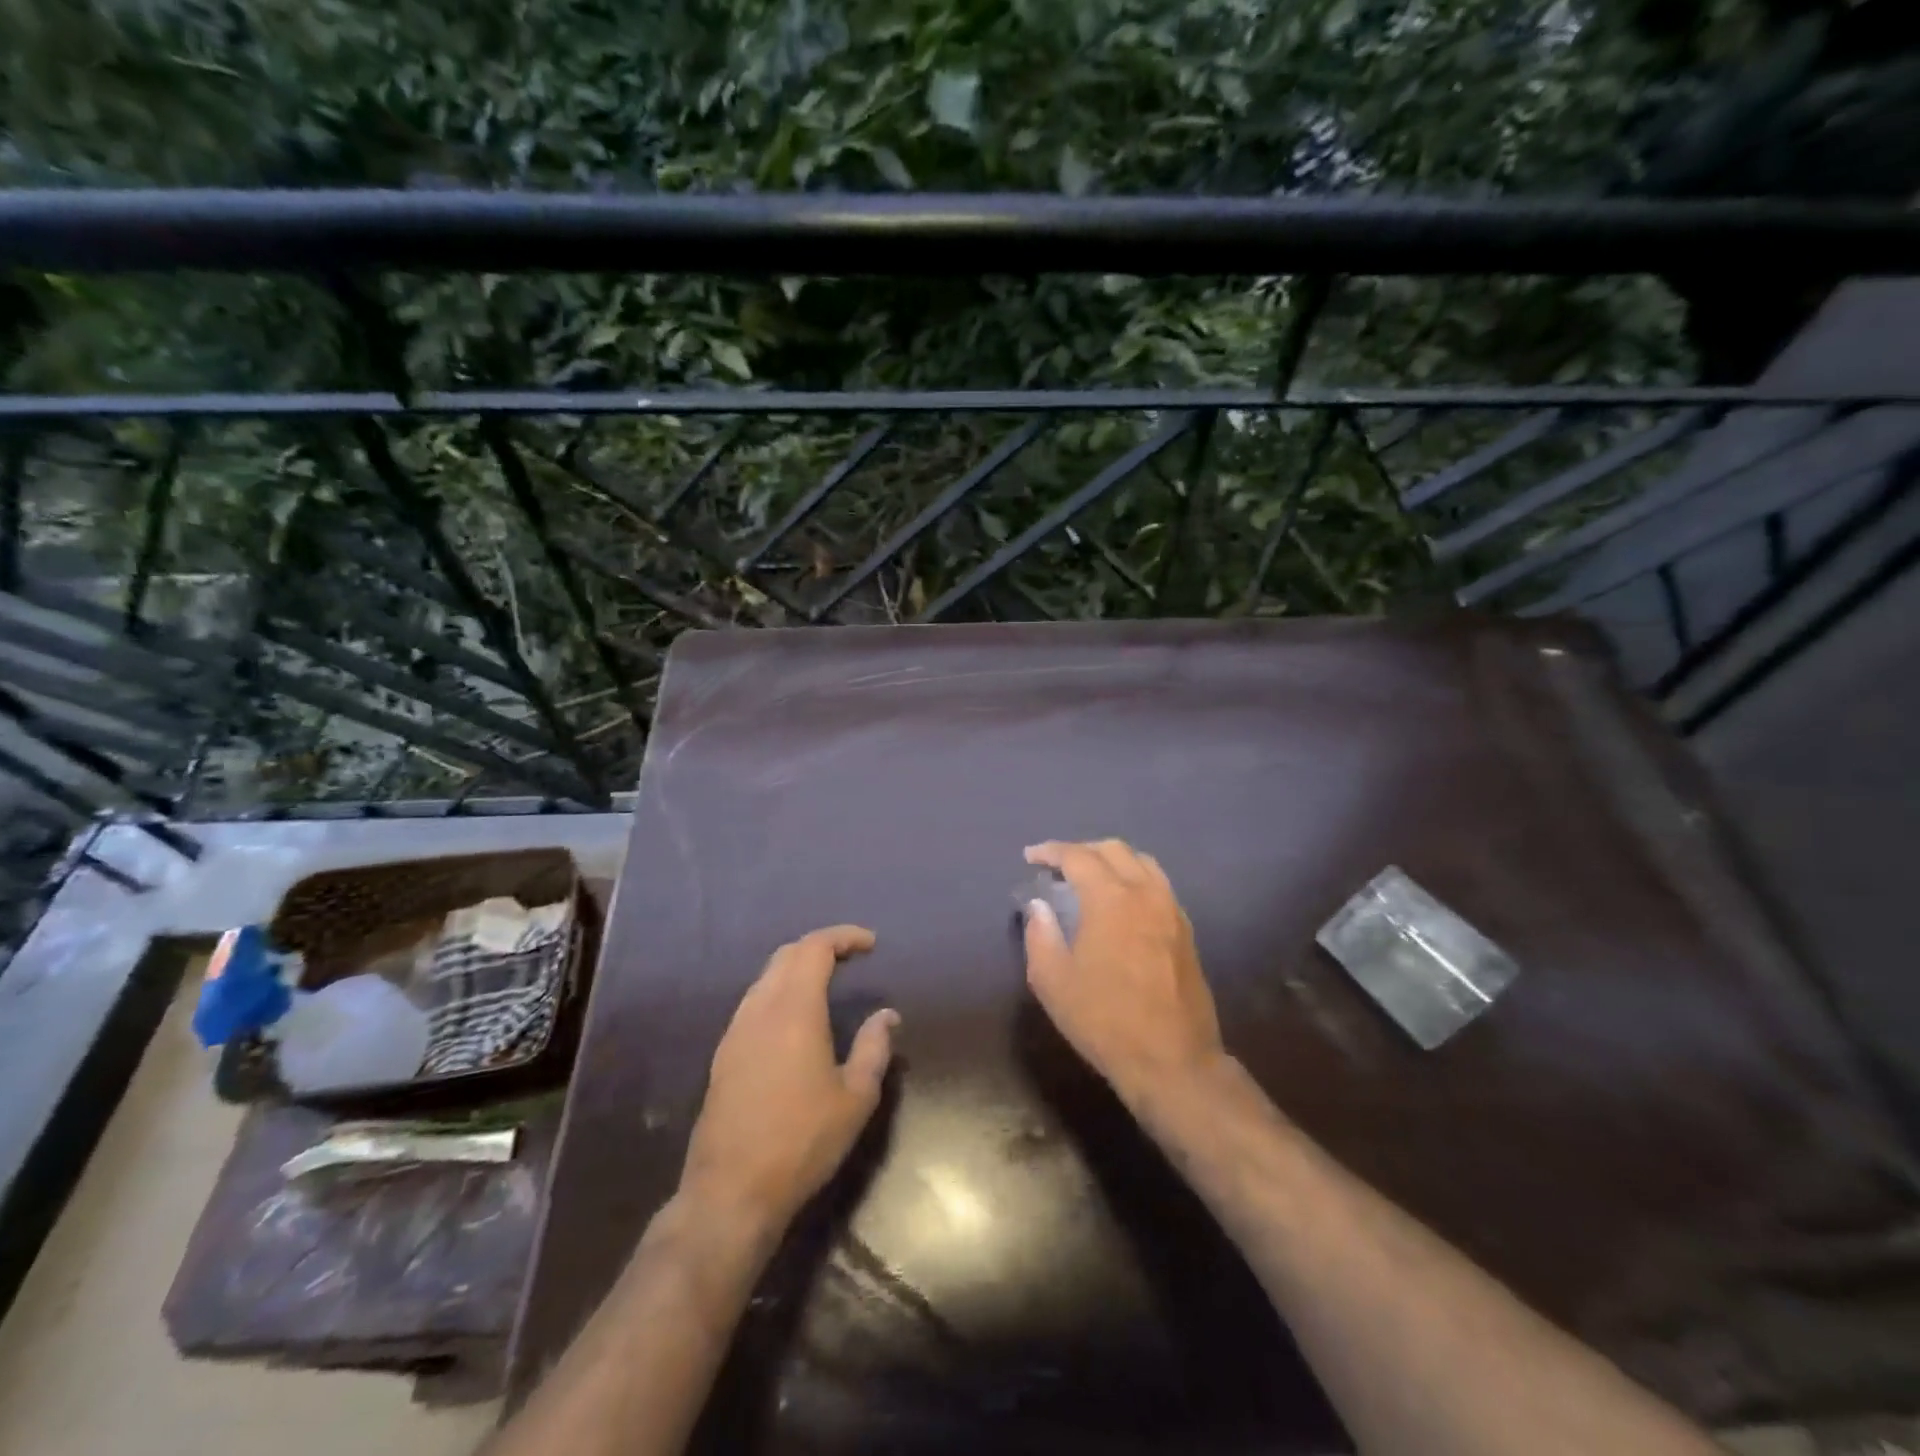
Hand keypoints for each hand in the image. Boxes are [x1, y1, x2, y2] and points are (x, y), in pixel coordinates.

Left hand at [680, 925, 897, 1228]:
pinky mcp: (723, 1054)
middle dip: (821, 946)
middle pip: (787, 955)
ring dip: (797, 967)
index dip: (844, 937)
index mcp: (794, 1010)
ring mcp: (736, 1031)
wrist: (731, 1192)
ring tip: (827, 981)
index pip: (815, 948)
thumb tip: (886, 1015)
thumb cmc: (802, 1142)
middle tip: (852, 957)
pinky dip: (780, 990)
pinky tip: (796, 1017)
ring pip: (766, 977)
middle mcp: (760, 1009)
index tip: (871, 944)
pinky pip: (754, 1002)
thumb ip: (874, 1048)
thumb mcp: (855, 1098)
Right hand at [1022, 839, 1224, 1105]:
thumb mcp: (1053, 982)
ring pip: (1142, 862)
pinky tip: (1121, 903)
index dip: (1051, 851)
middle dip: (1081, 850)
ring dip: (1112, 861)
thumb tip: (1038, 906)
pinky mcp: (1185, 929)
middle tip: (1058, 867)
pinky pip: (1158, 884)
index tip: (1031, 856)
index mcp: (1111, 899)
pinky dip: (1134, 878)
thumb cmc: (1105, 1020)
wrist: (1173, 1060)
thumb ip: (1040, 935)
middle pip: (1113, 850)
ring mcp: (1171, 909)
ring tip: (1090, 879)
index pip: (1077, 857)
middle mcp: (1145, 893)